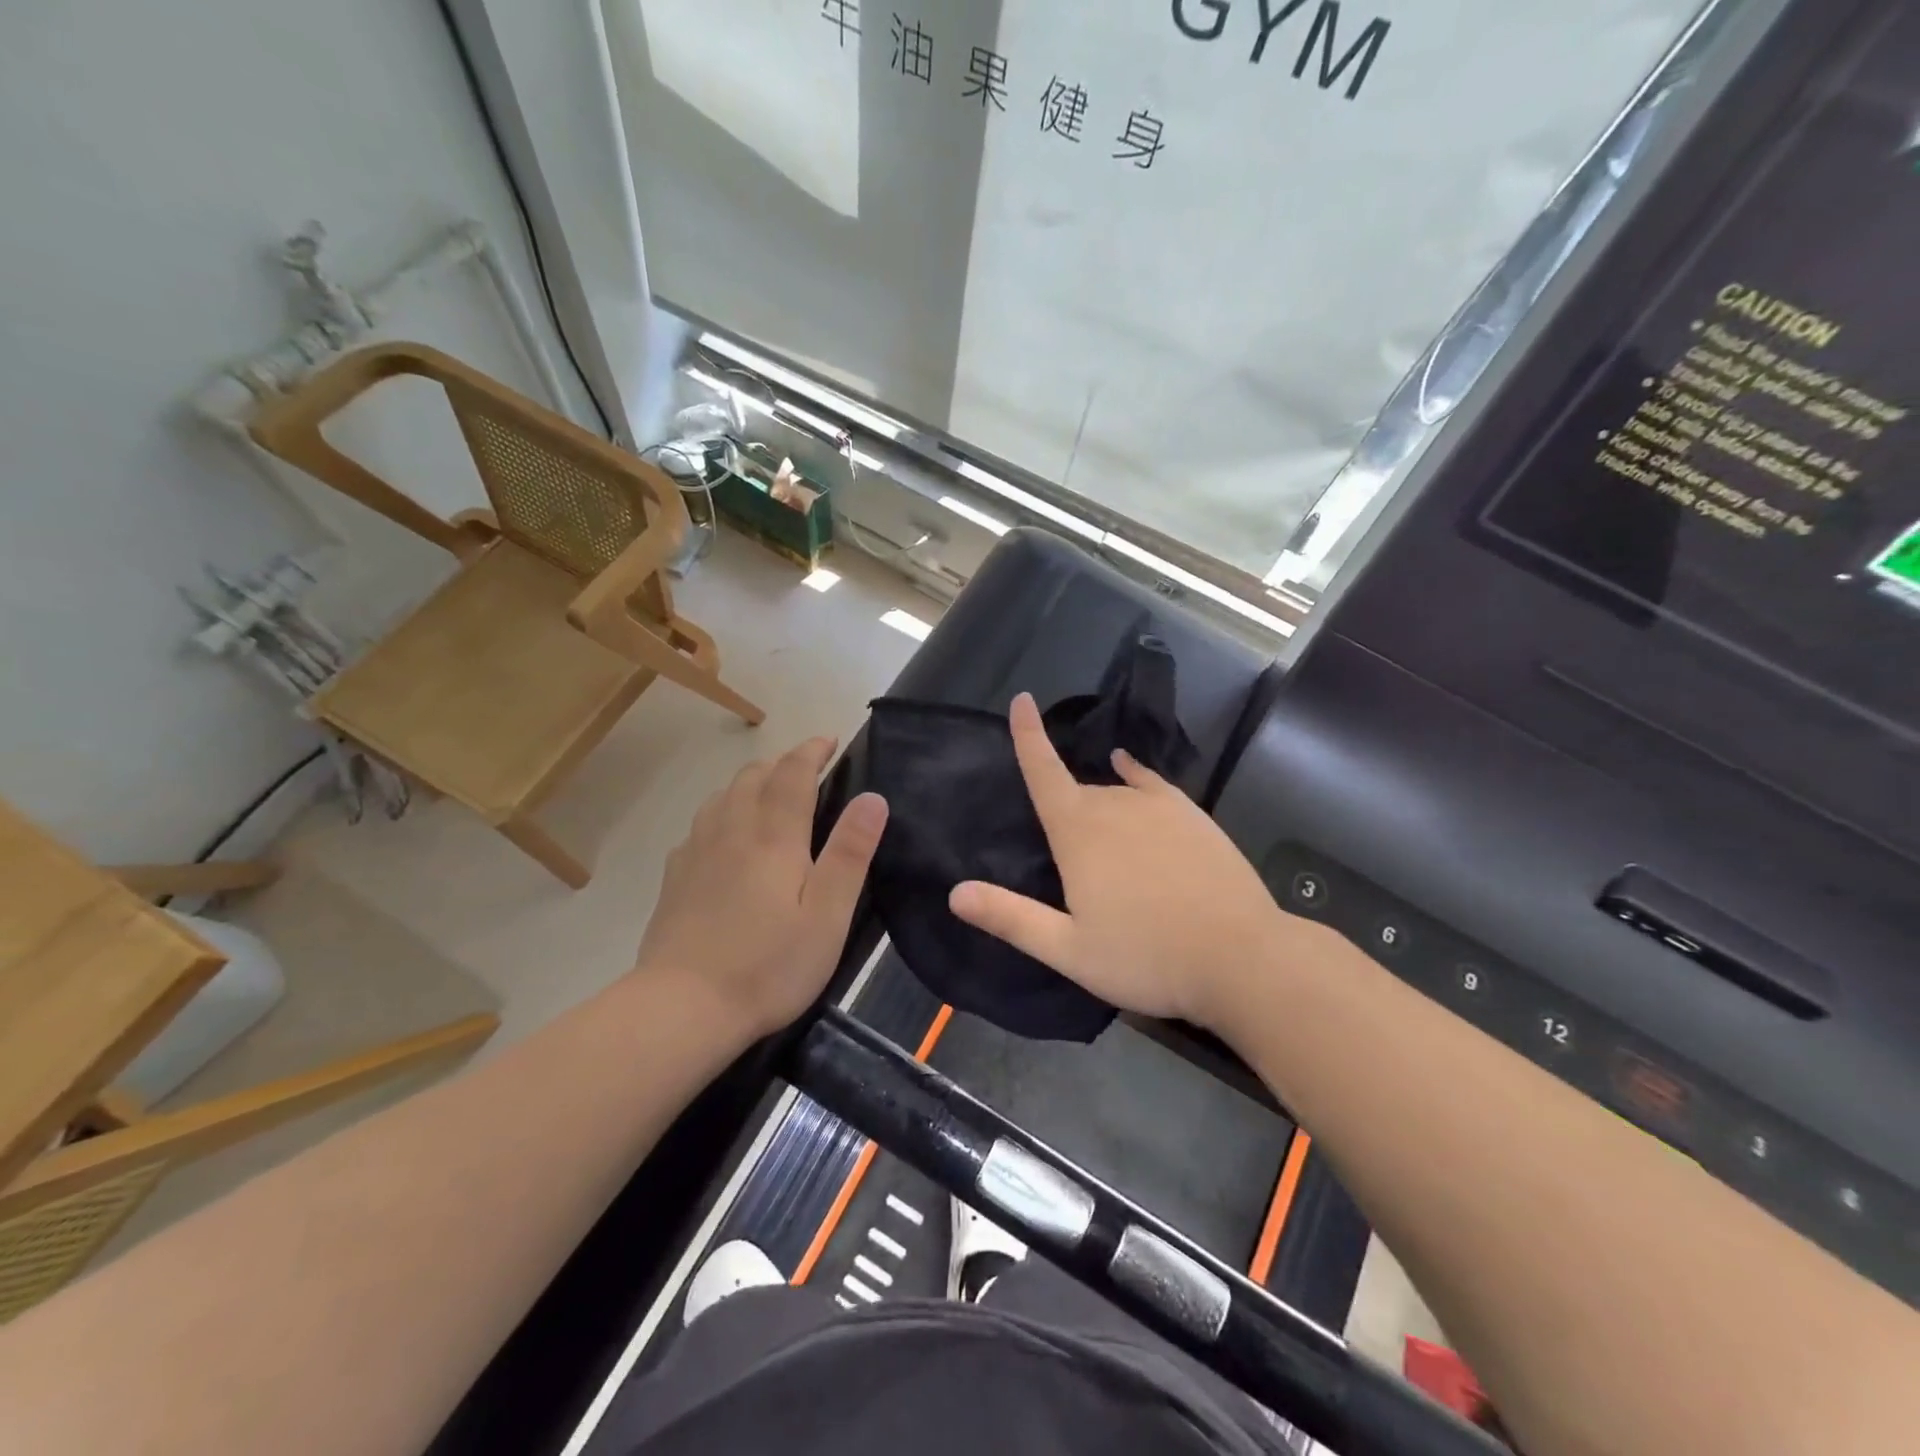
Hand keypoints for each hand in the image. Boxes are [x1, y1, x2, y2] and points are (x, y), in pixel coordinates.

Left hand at [637, 738, 887, 1040]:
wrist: (683, 1007)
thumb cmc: (769, 964)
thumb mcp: (828, 915)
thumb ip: (849, 853)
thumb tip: (872, 798)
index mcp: (773, 837)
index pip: (793, 774)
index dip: (812, 751)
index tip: (830, 740)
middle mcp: (732, 831)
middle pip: (753, 777)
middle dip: (782, 762)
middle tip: (806, 767)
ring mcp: (697, 852)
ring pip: (723, 796)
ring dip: (750, 782)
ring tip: (769, 792)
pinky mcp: (675, 877)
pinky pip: (701, 824)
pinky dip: (722, 812)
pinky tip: (726, 835)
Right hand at [948, 694, 1286, 1032]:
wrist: (1241, 956)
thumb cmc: (1146, 957)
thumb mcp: (1069, 949)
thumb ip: (1011, 918)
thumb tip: (955, 893)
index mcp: (1078, 832)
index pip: (1043, 772)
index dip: (1027, 736)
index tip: (1021, 699)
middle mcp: (1114, 804)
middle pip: (1076, 793)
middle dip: (1064, 813)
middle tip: (1074, 869)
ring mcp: (1158, 806)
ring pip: (1113, 793)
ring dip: (1099, 811)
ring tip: (1107, 853)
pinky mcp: (1191, 815)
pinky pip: (1150, 782)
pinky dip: (1133, 773)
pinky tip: (1127, 768)